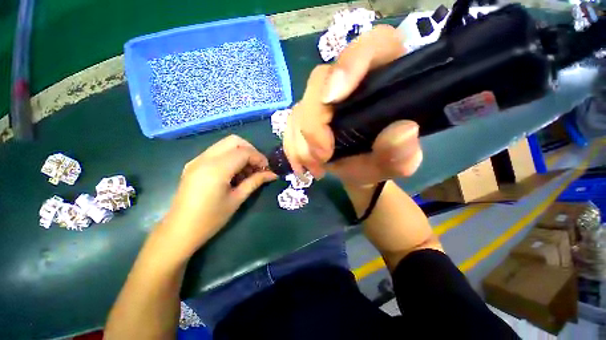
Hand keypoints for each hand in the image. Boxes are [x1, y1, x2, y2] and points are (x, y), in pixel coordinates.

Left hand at [157, 135, 276, 258]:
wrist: (179, 231)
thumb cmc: (211, 219)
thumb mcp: (237, 199)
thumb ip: (255, 182)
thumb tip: (273, 174)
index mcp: (216, 169)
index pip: (244, 152)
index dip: (259, 158)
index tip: (267, 169)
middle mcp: (205, 158)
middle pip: (234, 141)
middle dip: (250, 150)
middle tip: (258, 166)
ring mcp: (197, 160)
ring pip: (225, 144)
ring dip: (240, 153)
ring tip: (247, 171)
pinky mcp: (194, 164)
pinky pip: (217, 152)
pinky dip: (230, 157)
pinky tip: (234, 173)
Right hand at [283, 25, 422, 187]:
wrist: (358, 170)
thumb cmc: (381, 162)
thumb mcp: (397, 163)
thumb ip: (403, 151)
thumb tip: (403, 130)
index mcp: (383, 78)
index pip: (371, 47)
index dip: (349, 64)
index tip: (332, 99)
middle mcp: (348, 82)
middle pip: (320, 80)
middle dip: (314, 123)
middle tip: (322, 155)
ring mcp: (323, 99)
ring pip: (300, 107)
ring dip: (302, 142)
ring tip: (316, 167)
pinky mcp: (307, 115)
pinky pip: (290, 125)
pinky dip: (293, 148)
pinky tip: (303, 166)